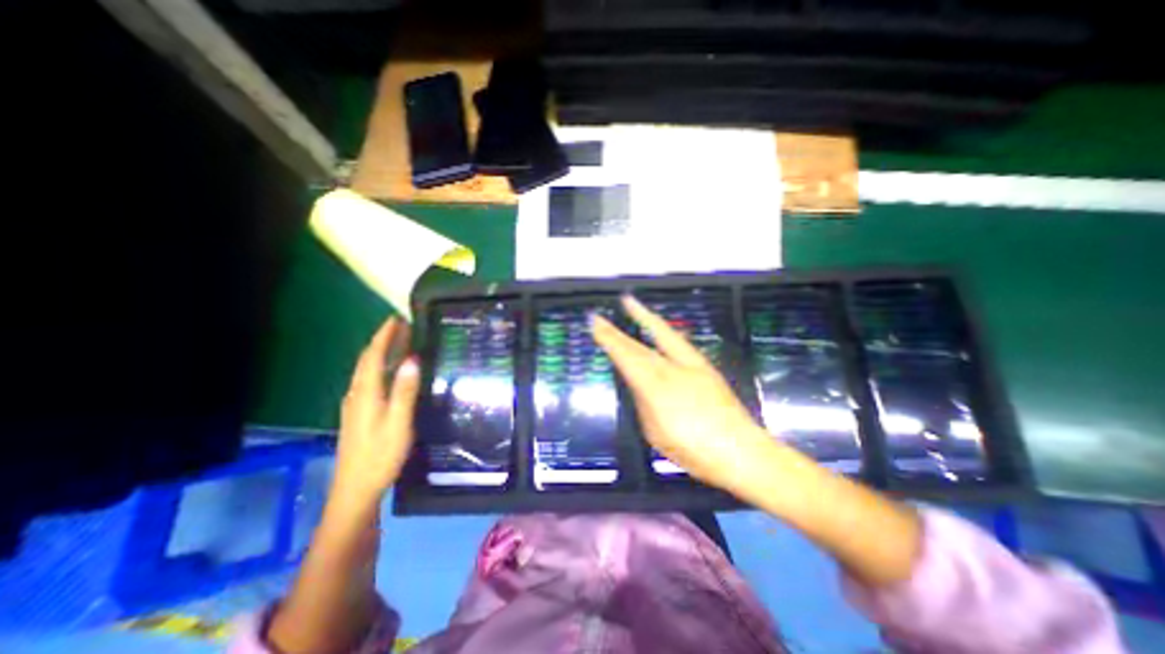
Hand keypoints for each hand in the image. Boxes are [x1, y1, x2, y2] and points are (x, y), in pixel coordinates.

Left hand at [331, 316, 421, 506]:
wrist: (355, 490)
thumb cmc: (380, 456)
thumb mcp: (398, 423)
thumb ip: (404, 391)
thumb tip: (413, 359)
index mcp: (365, 394)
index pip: (373, 356)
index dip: (384, 336)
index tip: (397, 318)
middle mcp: (356, 394)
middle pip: (367, 361)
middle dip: (383, 341)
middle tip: (402, 326)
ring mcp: (355, 405)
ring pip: (367, 371)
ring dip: (382, 353)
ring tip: (401, 342)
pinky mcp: (359, 414)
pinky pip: (370, 381)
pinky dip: (381, 368)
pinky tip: (393, 372)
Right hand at [595, 296, 776, 495]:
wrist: (742, 452)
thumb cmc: (694, 450)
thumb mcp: (656, 433)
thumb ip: (644, 404)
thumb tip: (640, 386)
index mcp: (656, 387)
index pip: (626, 356)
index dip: (609, 338)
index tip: (595, 322)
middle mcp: (672, 369)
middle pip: (639, 345)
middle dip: (618, 329)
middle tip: (601, 315)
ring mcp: (691, 365)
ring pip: (662, 335)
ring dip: (644, 318)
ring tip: (631, 304)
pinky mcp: (705, 367)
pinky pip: (678, 342)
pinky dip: (664, 330)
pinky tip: (659, 327)